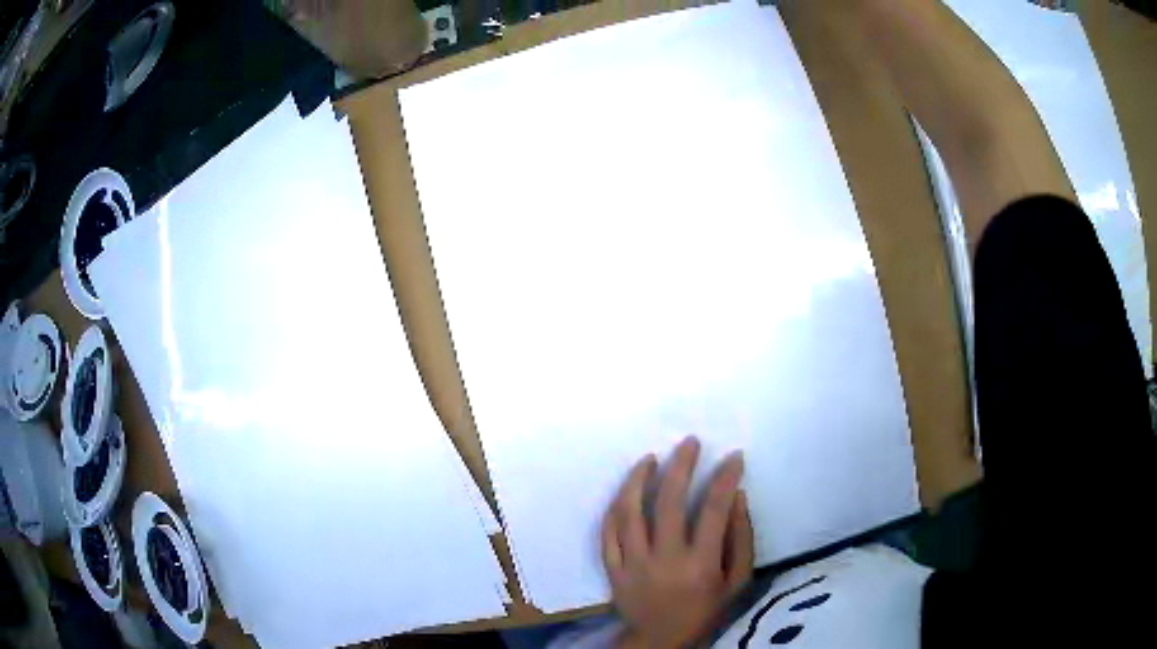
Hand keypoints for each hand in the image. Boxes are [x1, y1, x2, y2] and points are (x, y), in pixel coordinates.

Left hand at [602, 437, 753, 648]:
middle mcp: (664, 560)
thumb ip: (740, 540)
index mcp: (700, 564)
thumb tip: (736, 496)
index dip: (724, 478)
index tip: (734, 456)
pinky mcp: (613, 569)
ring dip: (638, 480)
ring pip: (629, 512)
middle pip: (667, 503)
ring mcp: (633, 564)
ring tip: (650, 458)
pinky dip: (615, 509)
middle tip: (689, 443)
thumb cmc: (706, 611)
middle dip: (680, 466)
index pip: (712, 511)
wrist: (661, 640)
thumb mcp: (737, 582)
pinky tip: (625, 491)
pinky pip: (607, 533)